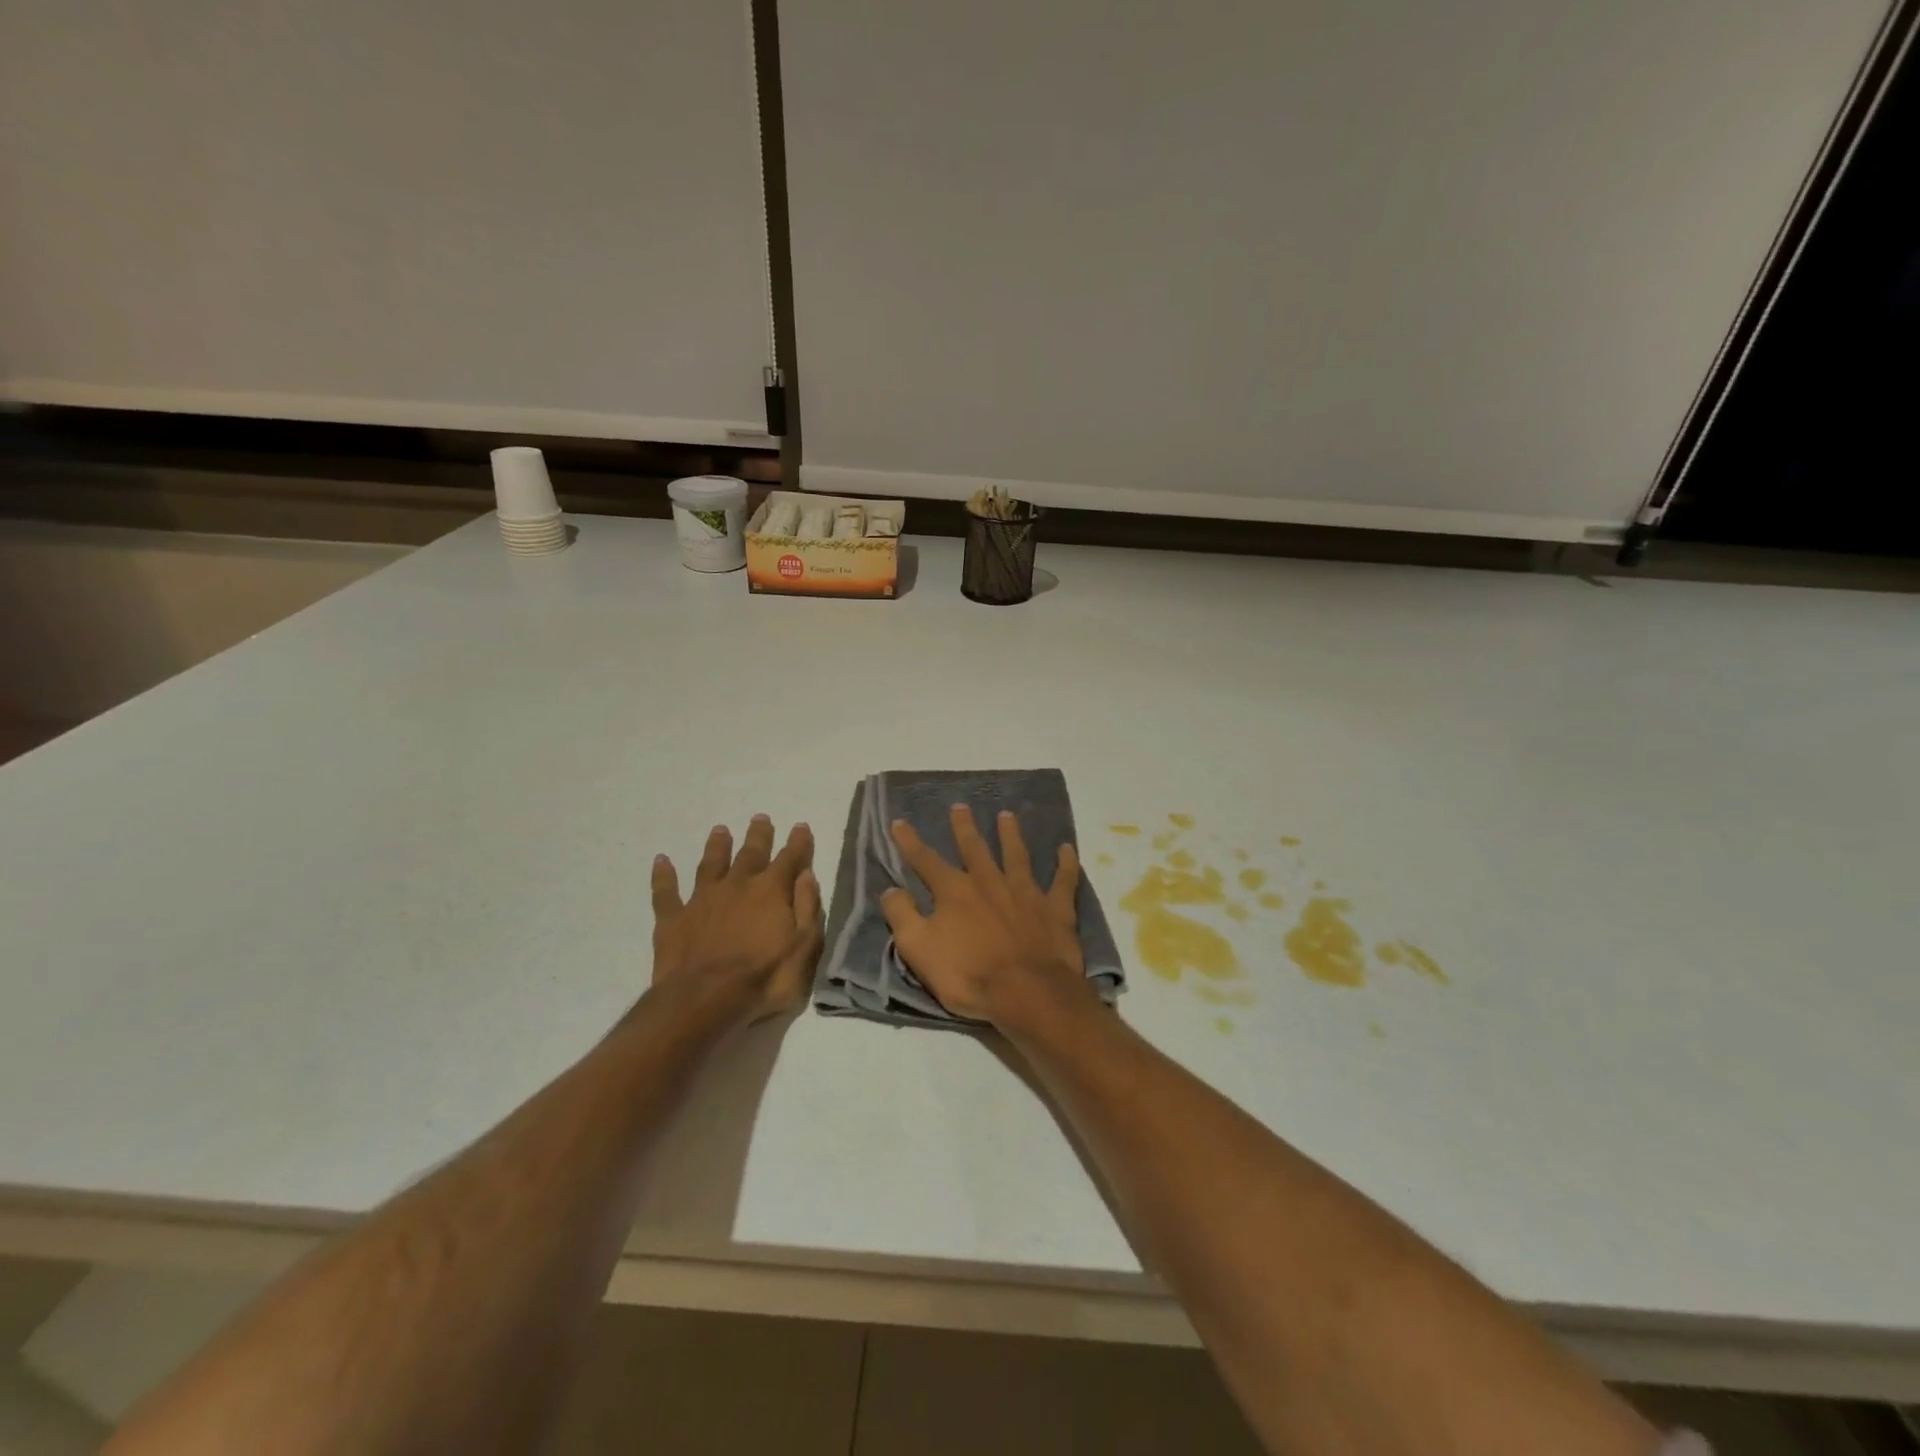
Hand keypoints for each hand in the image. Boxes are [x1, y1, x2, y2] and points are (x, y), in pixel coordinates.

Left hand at [651, 816, 822, 1023]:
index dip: (798, 842)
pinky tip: (661, 861)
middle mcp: (737, 885)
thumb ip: (808, 908)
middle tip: (760, 818)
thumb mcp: (804, 946)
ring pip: (710, 864)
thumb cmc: (764, 977)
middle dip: (758, 835)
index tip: (800, 826)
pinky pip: (666, 891)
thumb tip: (807, 875)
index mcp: (771, 891)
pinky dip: (663, 875)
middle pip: (750, 853)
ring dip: (717, 846)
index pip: (789, 859)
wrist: (704, 1000)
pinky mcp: (673, 918)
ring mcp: (702, 899)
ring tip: (720, 830)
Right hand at [880, 804, 1095, 1030]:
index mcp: (954, 891)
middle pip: (975, 848)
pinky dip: (1066, 864)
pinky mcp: (1055, 908)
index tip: (899, 822)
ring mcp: (1025, 892)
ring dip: (1011, 834)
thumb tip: (890, 889)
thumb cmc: (968, 975)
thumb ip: (902, 916)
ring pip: (1017, 855)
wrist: (1028, 993)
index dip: (910, 842)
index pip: (926, 861)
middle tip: (960, 806)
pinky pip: (1063, 880)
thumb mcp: (919, 950)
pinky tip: (1067, 849)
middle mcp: (989, 882)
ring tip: (1007, 816)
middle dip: (964, 827)